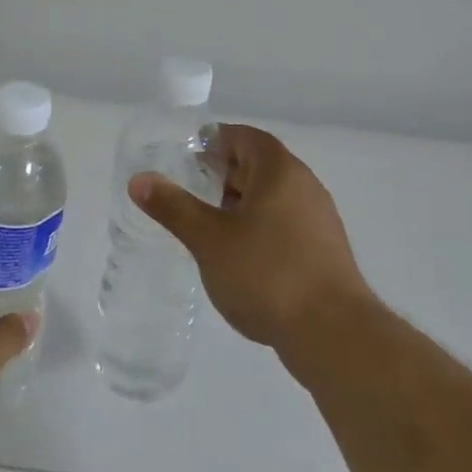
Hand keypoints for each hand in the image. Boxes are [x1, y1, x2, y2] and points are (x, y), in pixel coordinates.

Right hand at [130, 124, 371, 360]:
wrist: (333, 334)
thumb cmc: (266, 273)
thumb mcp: (208, 239)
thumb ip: (173, 206)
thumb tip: (139, 179)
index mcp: (279, 171)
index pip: (245, 138)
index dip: (215, 141)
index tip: (186, 155)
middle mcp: (304, 186)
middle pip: (260, 165)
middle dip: (223, 173)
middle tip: (189, 188)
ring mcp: (319, 220)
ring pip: (272, 197)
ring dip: (240, 203)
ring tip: (208, 224)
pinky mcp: (324, 251)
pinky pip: (284, 223)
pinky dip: (258, 227)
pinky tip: (238, 255)